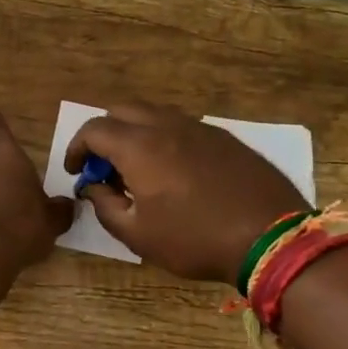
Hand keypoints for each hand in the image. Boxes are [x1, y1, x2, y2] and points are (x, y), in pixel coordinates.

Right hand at [65, 103, 304, 283]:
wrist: (271, 237)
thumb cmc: (195, 238)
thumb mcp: (137, 234)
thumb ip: (105, 206)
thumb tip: (92, 188)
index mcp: (138, 145)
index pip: (94, 129)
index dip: (76, 148)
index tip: (76, 171)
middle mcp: (165, 125)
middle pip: (122, 110)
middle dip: (104, 134)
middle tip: (104, 167)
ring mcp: (198, 127)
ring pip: (154, 114)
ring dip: (135, 133)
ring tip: (138, 169)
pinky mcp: (223, 137)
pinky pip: (181, 126)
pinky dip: (164, 139)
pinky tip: (174, 172)